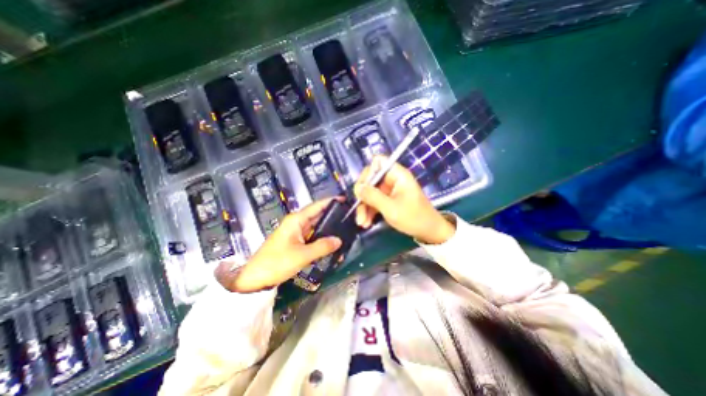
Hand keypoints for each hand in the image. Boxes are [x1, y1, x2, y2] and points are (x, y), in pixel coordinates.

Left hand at [219, 200, 345, 291]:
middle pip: (317, 215)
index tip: (345, 200)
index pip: (317, 206)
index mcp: (296, 220)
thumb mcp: (302, 255)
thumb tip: (339, 240)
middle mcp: (297, 223)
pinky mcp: (295, 242)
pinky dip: (321, 238)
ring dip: (328, 228)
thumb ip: (322, 246)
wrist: (254, 279)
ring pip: (315, 226)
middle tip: (349, 217)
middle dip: (332, 215)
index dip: (331, 202)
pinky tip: (332, 242)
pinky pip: (312, 236)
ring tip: (345, 229)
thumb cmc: (277, 263)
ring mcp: (296, 232)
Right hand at [354, 156, 458, 243]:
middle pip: (371, 179)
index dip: (368, 173)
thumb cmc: (413, 218)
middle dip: (363, 196)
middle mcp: (392, 179)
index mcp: (397, 175)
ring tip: (362, 223)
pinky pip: (374, 201)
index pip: (378, 162)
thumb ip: (373, 196)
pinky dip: (369, 211)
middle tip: (358, 210)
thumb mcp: (391, 208)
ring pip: (370, 193)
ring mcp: (390, 190)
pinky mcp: (388, 199)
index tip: (362, 189)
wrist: (428, 232)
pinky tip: (366, 223)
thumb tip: (357, 187)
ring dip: (364, 207)